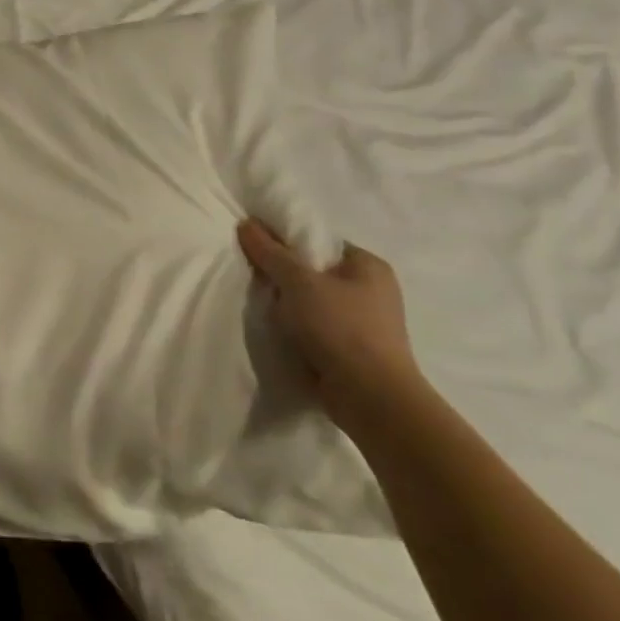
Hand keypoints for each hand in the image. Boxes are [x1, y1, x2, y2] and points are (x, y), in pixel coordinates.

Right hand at [237, 219, 419, 431]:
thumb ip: (270, 252)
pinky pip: (316, 328)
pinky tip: (277, 330)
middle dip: (284, 276)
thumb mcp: (298, 282)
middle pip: (314, 271)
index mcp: (369, 266)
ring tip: (262, 306)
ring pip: (313, 302)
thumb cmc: (339, 327)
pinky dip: (297, 328)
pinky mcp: (353, 350)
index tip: (258, 249)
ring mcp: (365, 323)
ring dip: (288, 305)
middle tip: (255, 277)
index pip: (320, 242)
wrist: (369, 397)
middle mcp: (372, 291)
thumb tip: (247, 224)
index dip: (287, 242)